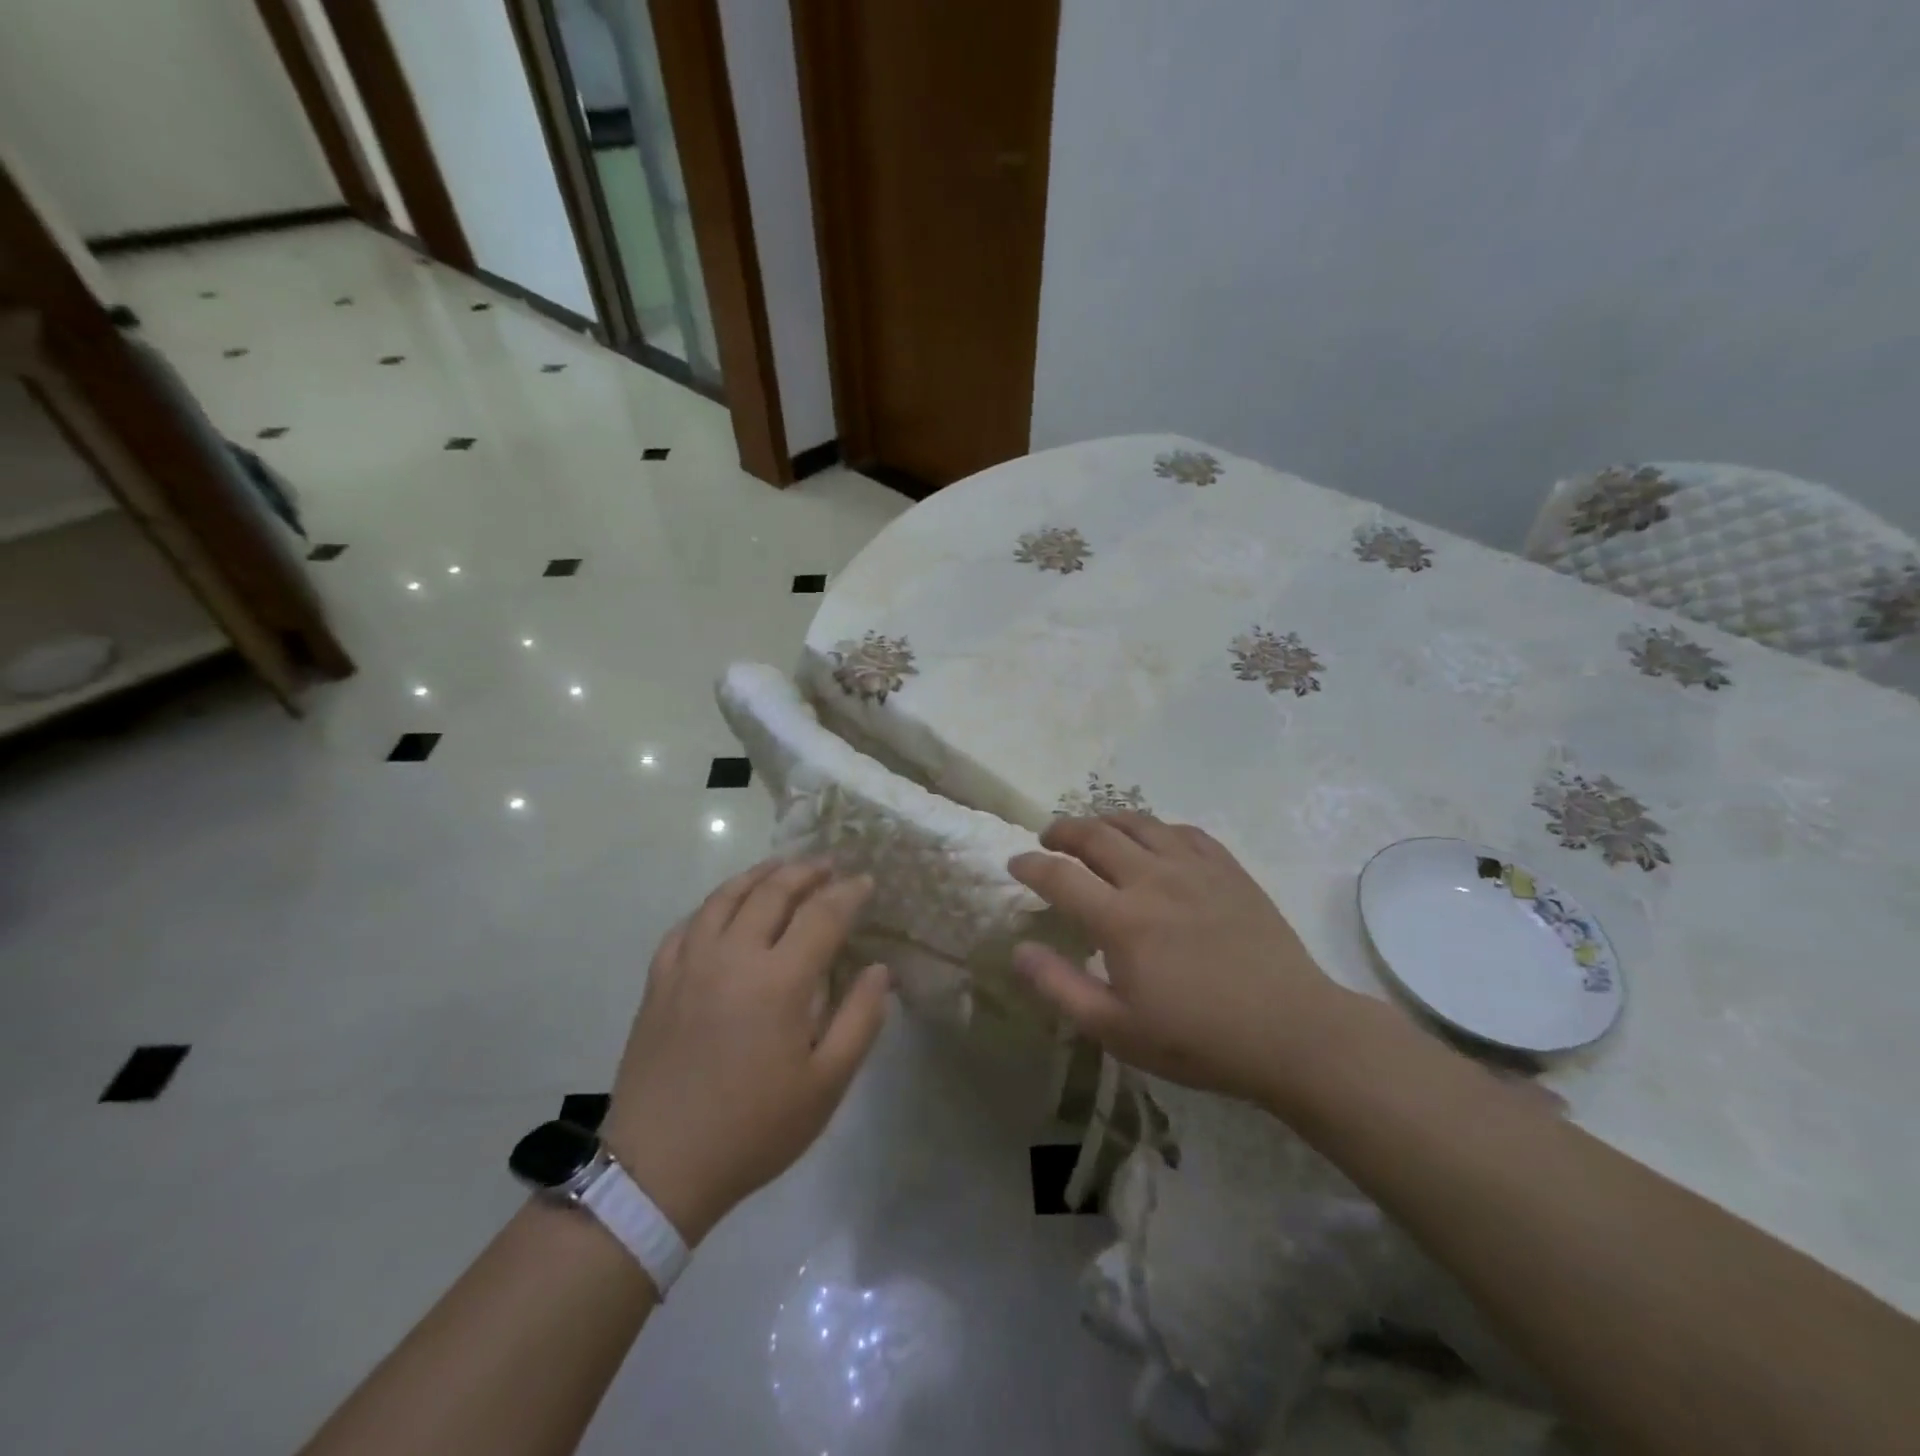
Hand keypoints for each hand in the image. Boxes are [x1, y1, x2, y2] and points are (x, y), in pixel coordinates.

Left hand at [601, 860, 889, 1244]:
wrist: (658, 1169)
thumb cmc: (753, 1129)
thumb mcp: (825, 1085)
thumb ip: (860, 1020)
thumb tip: (879, 970)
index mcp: (779, 980)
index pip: (822, 915)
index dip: (848, 893)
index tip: (866, 882)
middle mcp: (733, 956)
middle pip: (773, 891)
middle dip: (807, 871)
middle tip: (829, 864)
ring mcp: (689, 964)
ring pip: (726, 897)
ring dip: (759, 874)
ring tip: (781, 867)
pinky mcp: (659, 981)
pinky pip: (688, 923)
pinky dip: (713, 904)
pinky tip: (724, 908)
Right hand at [1009, 814, 1352, 1103]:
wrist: (1292, 1032)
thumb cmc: (1198, 1040)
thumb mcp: (1117, 1029)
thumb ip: (1060, 987)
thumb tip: (1018, 951)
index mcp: (1121, 919)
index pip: (1059, 875)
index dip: (1030, 865)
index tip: (1015, 863)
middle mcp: (1152, 879)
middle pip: (1095, 834)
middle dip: (1062, 830)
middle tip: (1048, 837)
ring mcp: (1194, 868)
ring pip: (1139, 823)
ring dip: (1106, 820)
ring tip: (1094, 830)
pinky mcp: (1228, 869)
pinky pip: (1183, 831)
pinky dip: (1156, 828)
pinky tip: (1154, 840)